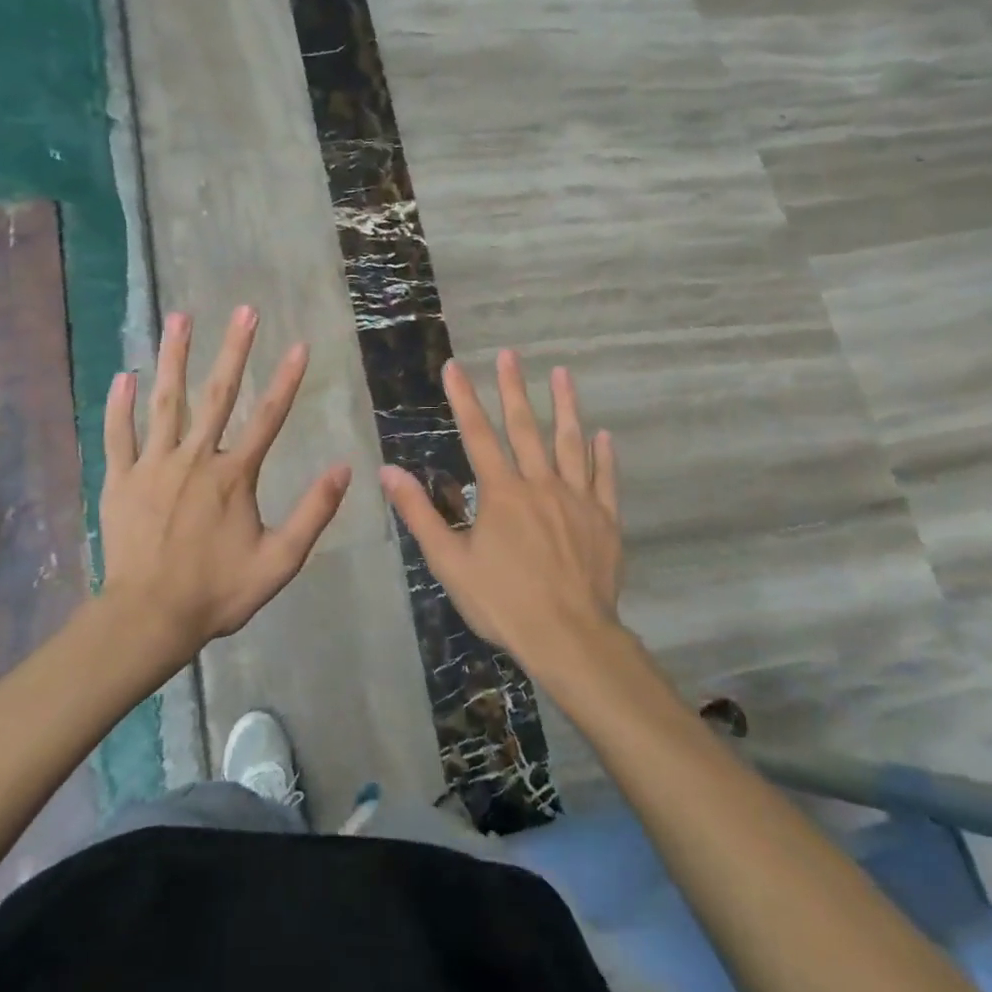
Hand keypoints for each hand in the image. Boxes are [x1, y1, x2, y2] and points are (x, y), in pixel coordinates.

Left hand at [100, 307, 351, 657]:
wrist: (149, 618)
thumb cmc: (218, 591)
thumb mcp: (280, 561)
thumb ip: (313, 513)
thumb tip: (343, 468)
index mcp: (234, 476)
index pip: (268, 417)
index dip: (286, 379)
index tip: (298, 344)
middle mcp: (195, 458)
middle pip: (218, 394)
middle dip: (233, 349)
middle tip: (244, 310)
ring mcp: (153, 466)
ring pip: (165, 402)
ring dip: (173, 358)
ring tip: (179, 318)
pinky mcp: (121, 480)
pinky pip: (118, 435)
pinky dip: (118, 405)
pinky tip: (123, 374)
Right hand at [379, 350, 622, 678]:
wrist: (568, 637)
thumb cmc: (503, 601)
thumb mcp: (449, 561)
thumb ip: (419, 513)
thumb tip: (387, 471)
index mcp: (502, 493)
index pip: (478, 434)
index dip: (464, 398)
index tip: (455, 366)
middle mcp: (540, 484)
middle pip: (525, 427)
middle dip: (514, 388)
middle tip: (510, 354)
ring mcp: (577, 499)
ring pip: (570, 443)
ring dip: (566, 406)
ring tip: (563, 373)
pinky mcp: (604, 519)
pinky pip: (604, 479)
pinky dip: (602, 455)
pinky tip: (602, 435)